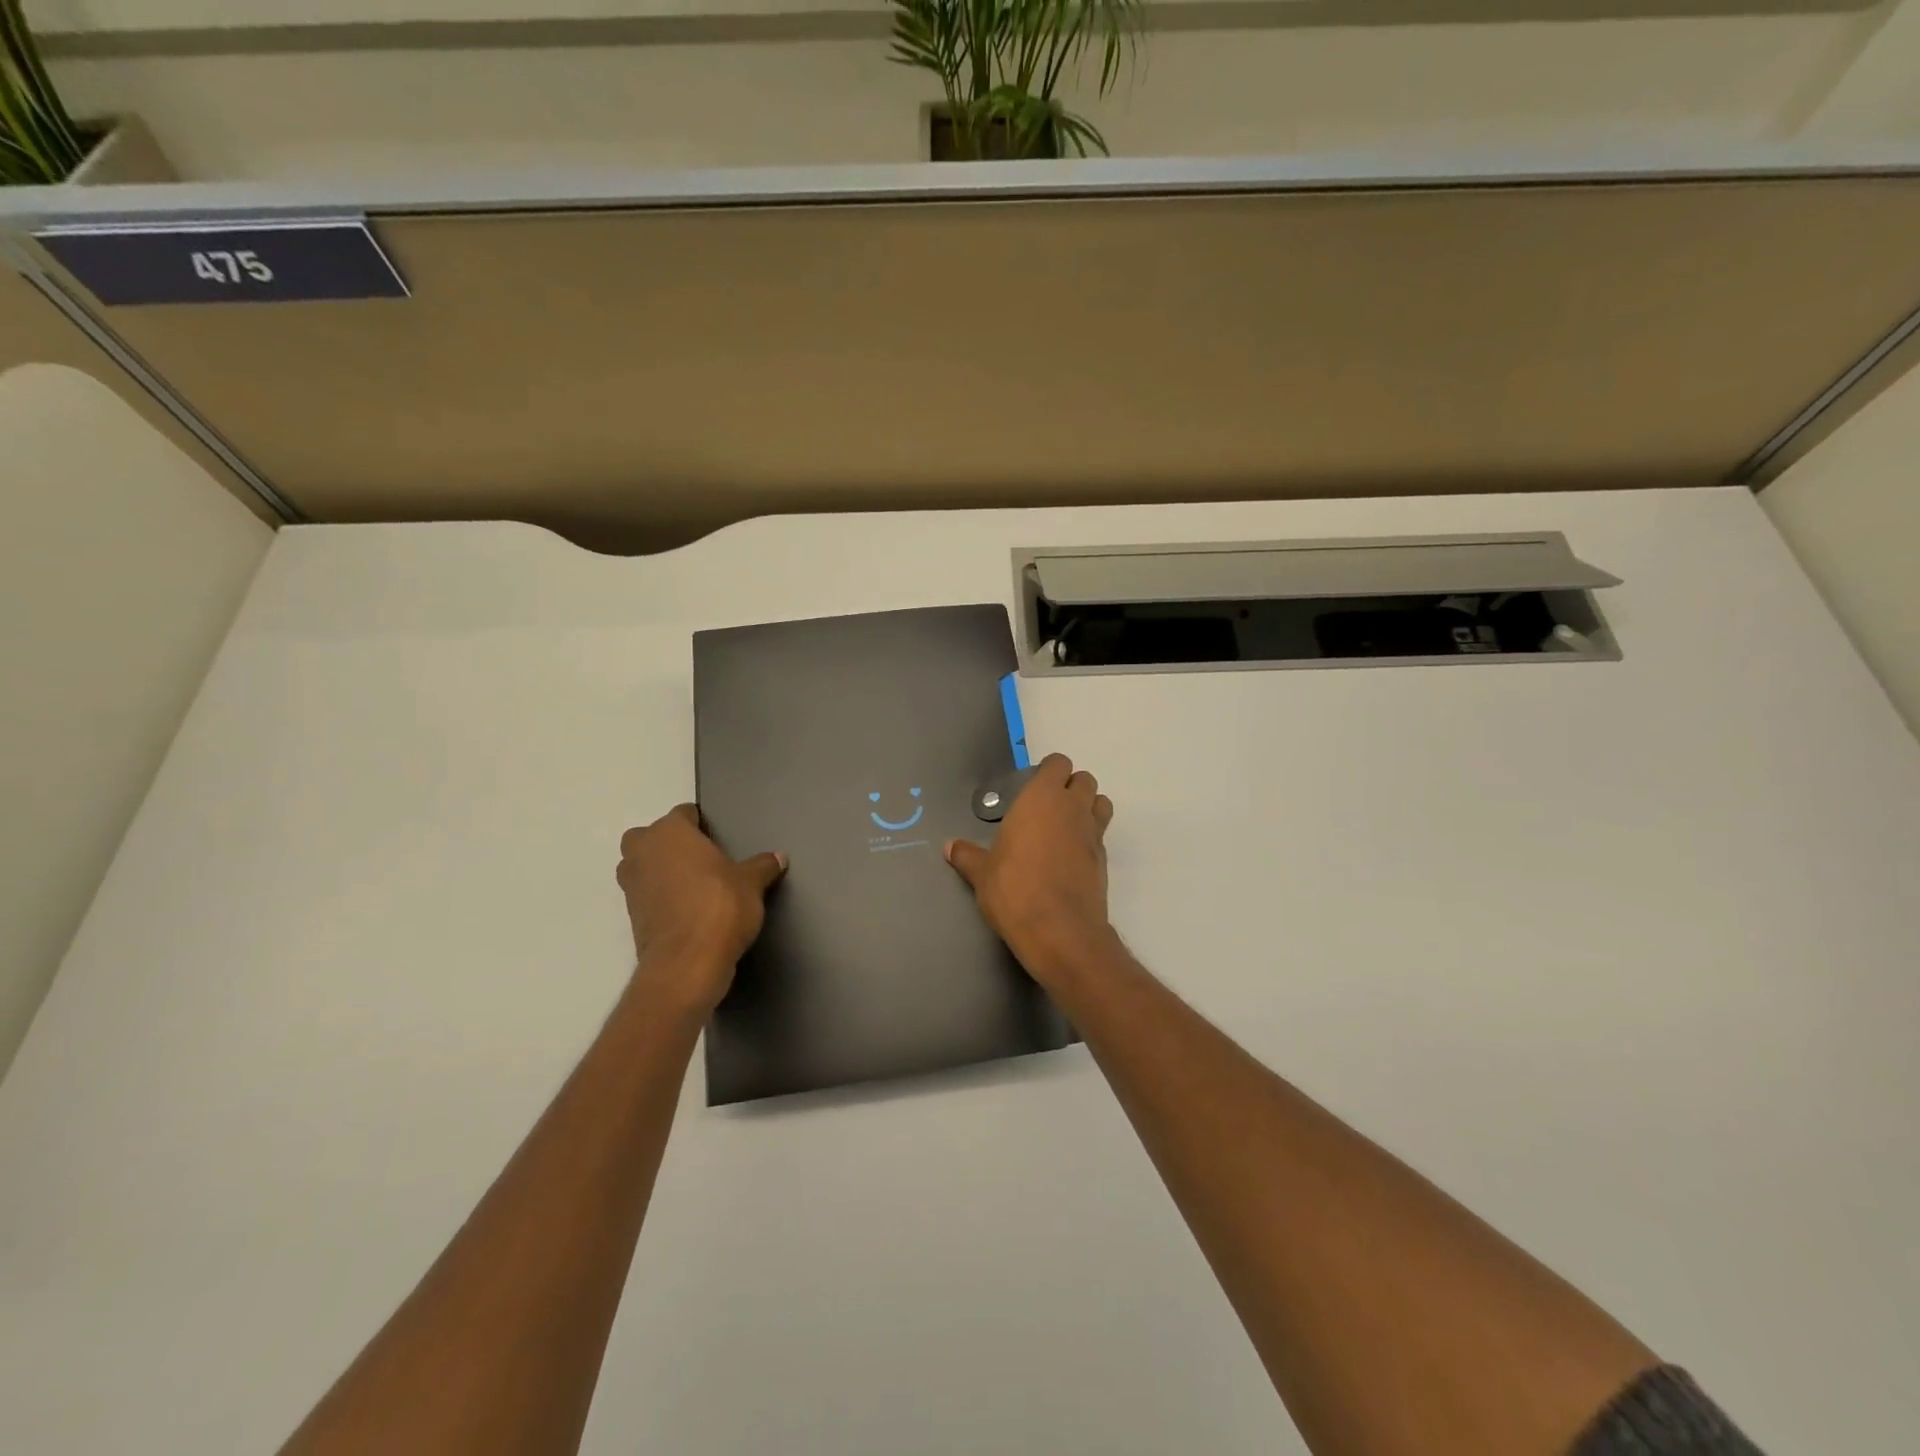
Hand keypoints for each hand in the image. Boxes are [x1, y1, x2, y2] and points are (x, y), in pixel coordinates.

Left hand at [616, 805, 785, 1012]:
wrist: (687, 963)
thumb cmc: (720, 906)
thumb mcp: (751, 882)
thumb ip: (762, 866)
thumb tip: (779, 857)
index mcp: (669, 831)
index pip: (684, 814)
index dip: (702, 824)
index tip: (719, 838)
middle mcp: (642, 851)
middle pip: (653, 837)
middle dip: (672, 844)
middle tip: (702, 859)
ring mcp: (631, 884)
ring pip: (644, 865)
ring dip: (662, 870)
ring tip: (695, 885)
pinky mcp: (631, 915)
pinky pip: (647, 893)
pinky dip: (661, 897)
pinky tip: (688, 909)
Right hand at [946, 753, 1115, 982]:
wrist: (1059, 931)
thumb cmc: (1014, 889)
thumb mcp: (982, 873)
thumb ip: (967, 856)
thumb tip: (949, 847)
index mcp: (1042, 798)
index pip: (1057, 763)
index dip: (1048, 772)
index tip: (1031, 789)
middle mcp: (1072, 808)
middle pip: (1084, 779)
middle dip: (1070, 787)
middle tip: (1046, 808)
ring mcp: (1093, 834)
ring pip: (1101, 803)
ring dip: (1088, 808)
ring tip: (1064, 828)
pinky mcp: (1104, 861)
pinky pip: (1101, 836)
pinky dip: (1090, 839)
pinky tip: (1069, 858)